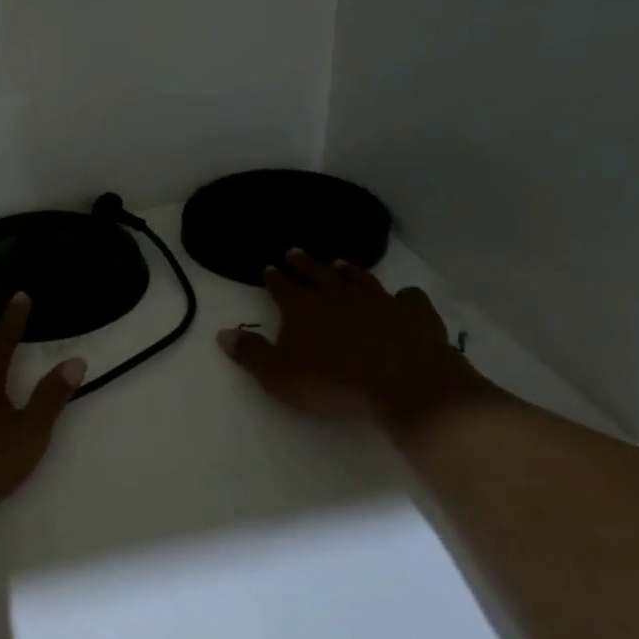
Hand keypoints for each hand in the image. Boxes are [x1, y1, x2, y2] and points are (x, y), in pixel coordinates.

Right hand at [217, 250, 490, 431]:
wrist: (405, 387)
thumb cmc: (334, 384)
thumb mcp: (279, 376)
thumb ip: (251, 353)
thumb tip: (223, 332)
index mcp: (303, 308)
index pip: (283, 287)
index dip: (274, 278)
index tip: (268, 268)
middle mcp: (339, 295)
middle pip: (317, 273)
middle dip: (304, 263)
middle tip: (295, 252)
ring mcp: (380, 300)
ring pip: (360, 278)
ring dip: (348, 270)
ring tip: (340, 263)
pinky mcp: (415, 313)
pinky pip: (408, 297)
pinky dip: (403, 296)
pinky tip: (403, 297)